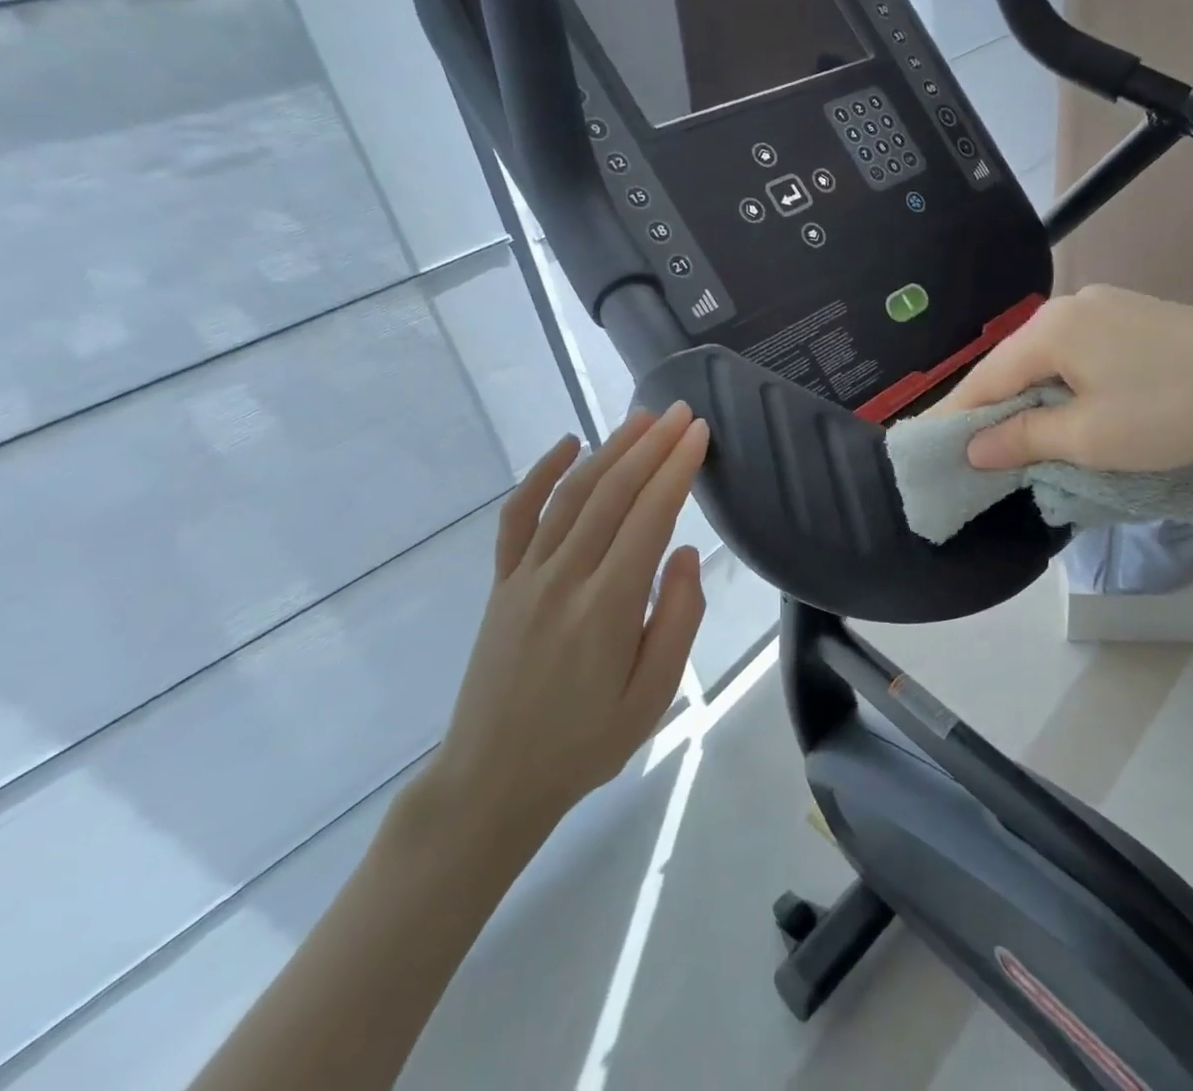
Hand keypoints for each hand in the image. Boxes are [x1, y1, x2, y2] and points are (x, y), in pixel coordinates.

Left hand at [419, 403, 709, 869]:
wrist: (492, 781)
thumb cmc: (586, 742)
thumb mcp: (653, 696)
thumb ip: (677, 618)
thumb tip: (685, 552)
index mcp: (607, 606)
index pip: (649, 516)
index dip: (677, 469)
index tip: (700, 433)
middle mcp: (563, 577)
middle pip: (612, 492)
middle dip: (651, 446)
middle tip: (680, 411)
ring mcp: (525, 575)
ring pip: (572, 495)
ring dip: (609, 450)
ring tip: (641, 419)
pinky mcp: (502, 583)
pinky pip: (518, 516)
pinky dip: (542, 475)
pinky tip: (566, 445)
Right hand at [935, 284, 1192, 472]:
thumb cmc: (1172, 413)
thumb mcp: (1089, 438)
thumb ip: (1023, 439)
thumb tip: (974, 448)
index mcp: (1049, 328)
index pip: (983, 378)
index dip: (956, 417)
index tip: (931, 449)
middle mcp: (1070, 305)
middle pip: (1013, 363)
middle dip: (995, 408)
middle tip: (976, 452)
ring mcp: (1107, 305)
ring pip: (1048, 358)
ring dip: (1032, 397)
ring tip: (1021, 438)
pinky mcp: (1137, 315)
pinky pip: (1080, 352)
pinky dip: (1065, 383)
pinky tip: (1071, 409)